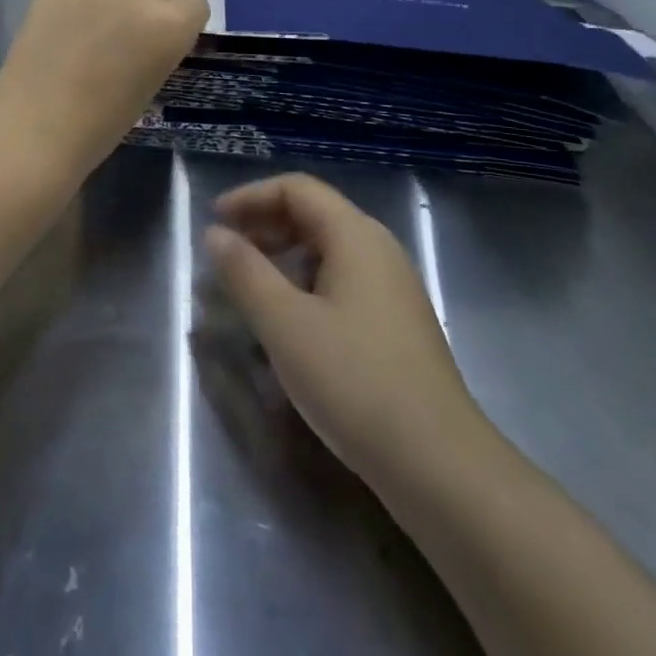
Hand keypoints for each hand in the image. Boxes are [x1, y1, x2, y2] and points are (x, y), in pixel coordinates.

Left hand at [0, 0, 207, 184]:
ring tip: (90, 38)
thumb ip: (160, 48)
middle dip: (152, 8)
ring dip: (115, 4)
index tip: (167, 44)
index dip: (184, 23)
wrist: (36, 125)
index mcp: (170, 24)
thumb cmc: (102, 123)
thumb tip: (151, 36)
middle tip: (130, 40)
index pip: (195, 3)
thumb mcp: (151, 85)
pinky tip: (63, 35)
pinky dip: (80, 6)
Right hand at [204, 174, 484, 486]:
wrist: (441, 467)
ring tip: (250, 284)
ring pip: (328, 249)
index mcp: (355, 235)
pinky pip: (342, 280)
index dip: (251, 196)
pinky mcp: (397, 323)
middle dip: (264, 224)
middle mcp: (379, 249)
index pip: (296, 189)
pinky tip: (289, 320)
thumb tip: (215, 233)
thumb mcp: (285, 324)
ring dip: (283, 255)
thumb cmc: (355, 382)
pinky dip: (305, 282)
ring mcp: (393, 287)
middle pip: (314, 214)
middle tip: (226, 251)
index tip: (215, 220)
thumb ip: (245, 272)